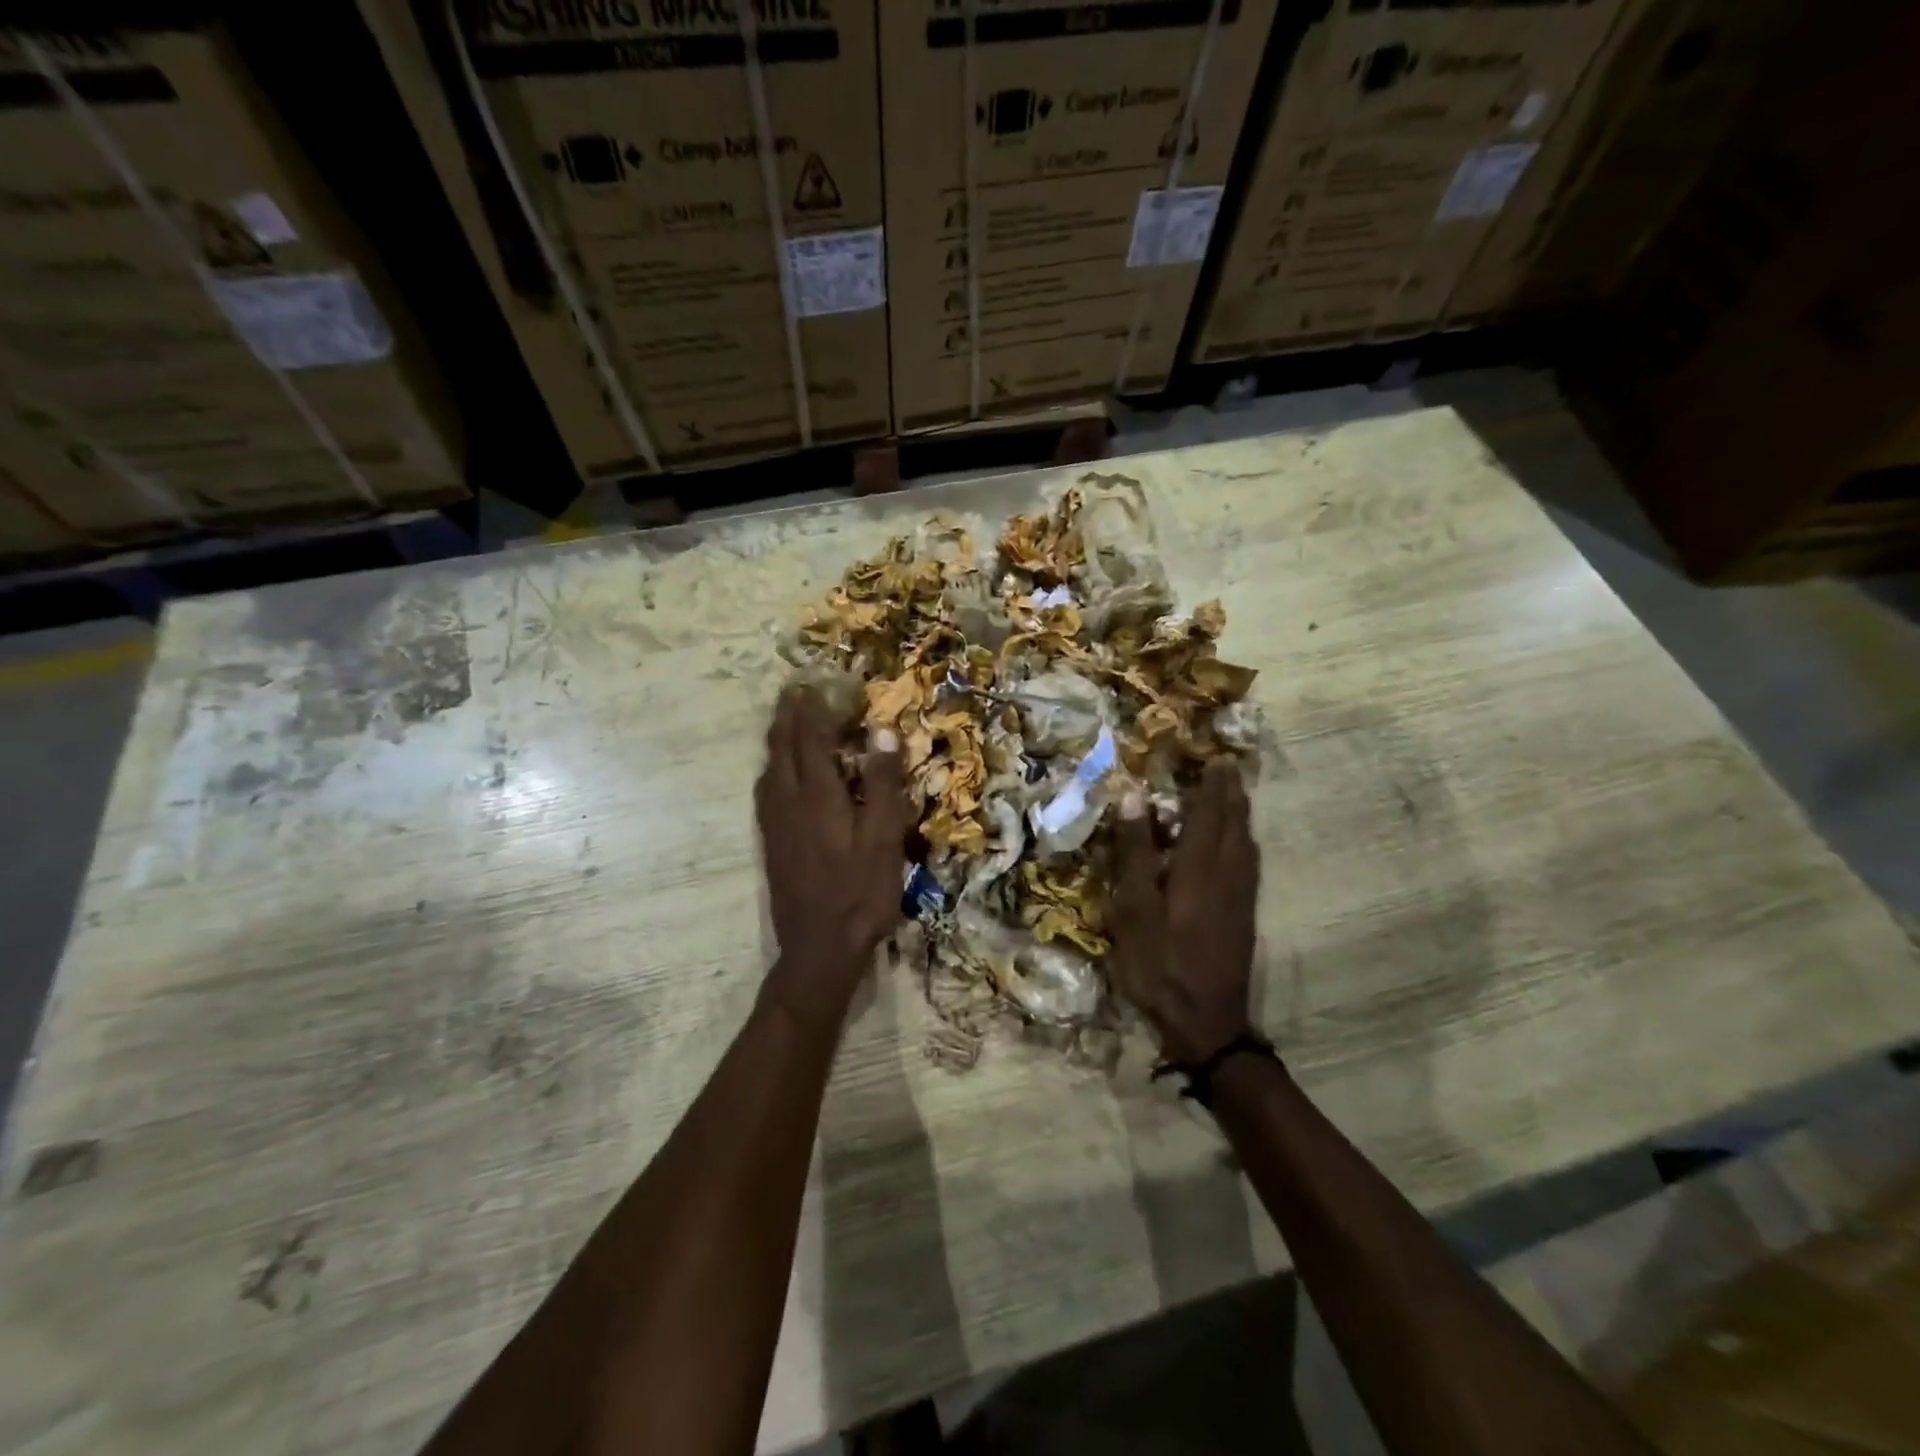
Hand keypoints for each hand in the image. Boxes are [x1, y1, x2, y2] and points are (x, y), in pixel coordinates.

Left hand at [756, 685, 911, 1008]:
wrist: (819, 949)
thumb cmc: (860, 893)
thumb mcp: (884, 838)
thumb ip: (883, 784)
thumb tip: (882, 731)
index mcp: (817, 796)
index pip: (810, 738)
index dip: (813, 708)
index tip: (816, 682)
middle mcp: (788, 802)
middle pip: (781, 747)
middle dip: (787, 715)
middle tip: (793, 690)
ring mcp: (775, 824)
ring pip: (769, 768)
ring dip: (777, 739)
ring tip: (785, 721)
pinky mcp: (771, 843)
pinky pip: (765, 791)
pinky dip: (772, 767)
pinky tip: (778, 774)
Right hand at [1110, 760, 1258, 1063]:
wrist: (1206, 1022)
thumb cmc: (1159, 963)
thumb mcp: (1133, 908)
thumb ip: (1135, 852)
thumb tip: (1133, 797)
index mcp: (1199, 866)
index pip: (1208, 812)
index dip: (1211, 784)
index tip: (1216, 757)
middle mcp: (1228, 874)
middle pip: (1234, 823)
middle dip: (1230, 792)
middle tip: (1227, 767)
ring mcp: (1241, 897)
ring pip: (1245, 842)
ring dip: (1240, 813)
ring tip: (1233, 795)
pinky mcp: (1244, 916)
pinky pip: (1249, 862)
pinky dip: (1243, 840)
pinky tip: (1238, 846)